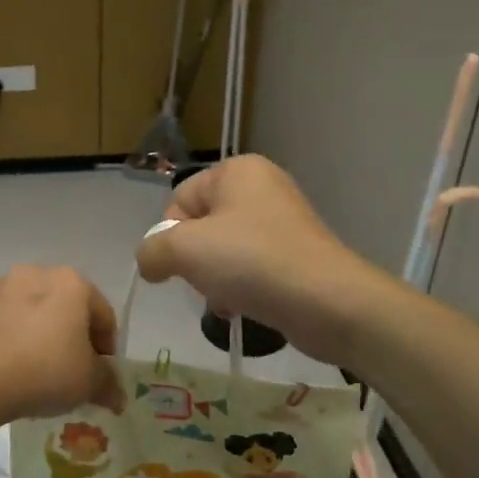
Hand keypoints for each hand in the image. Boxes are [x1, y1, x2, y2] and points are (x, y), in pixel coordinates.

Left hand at [0, 266, 125, 423]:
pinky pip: (3, 322)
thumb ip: (108, 385)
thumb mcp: (88, 383)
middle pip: (66, 308)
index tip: (101, 376)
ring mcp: (0, 286)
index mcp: (73, 283)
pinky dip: (10, 338)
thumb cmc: (44, 370)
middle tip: (71, 373)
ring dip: (39, 335)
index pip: (103, 315)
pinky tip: (8, 367)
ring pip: (32, 312)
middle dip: (72, 337)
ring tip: (36, 371)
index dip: (107, 348)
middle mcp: (37, 273)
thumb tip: (118, 397)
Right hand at [133, 155, 375, 364]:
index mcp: (237, 170)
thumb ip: (151, 251)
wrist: (328, 302)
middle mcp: (262, 187)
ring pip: (223, 251)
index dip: (171, 237)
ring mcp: (282, 221)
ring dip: (215, 279)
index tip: (182, 264)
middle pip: (200, 227)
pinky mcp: (296, 254)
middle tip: (207, 282)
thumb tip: (150, 263)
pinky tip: (244, 307)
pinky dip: (241, 287)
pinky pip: (251, 267)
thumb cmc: (252, 262)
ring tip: (228, 299)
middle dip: (194, 261)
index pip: (178, 201)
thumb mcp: (184, 250)